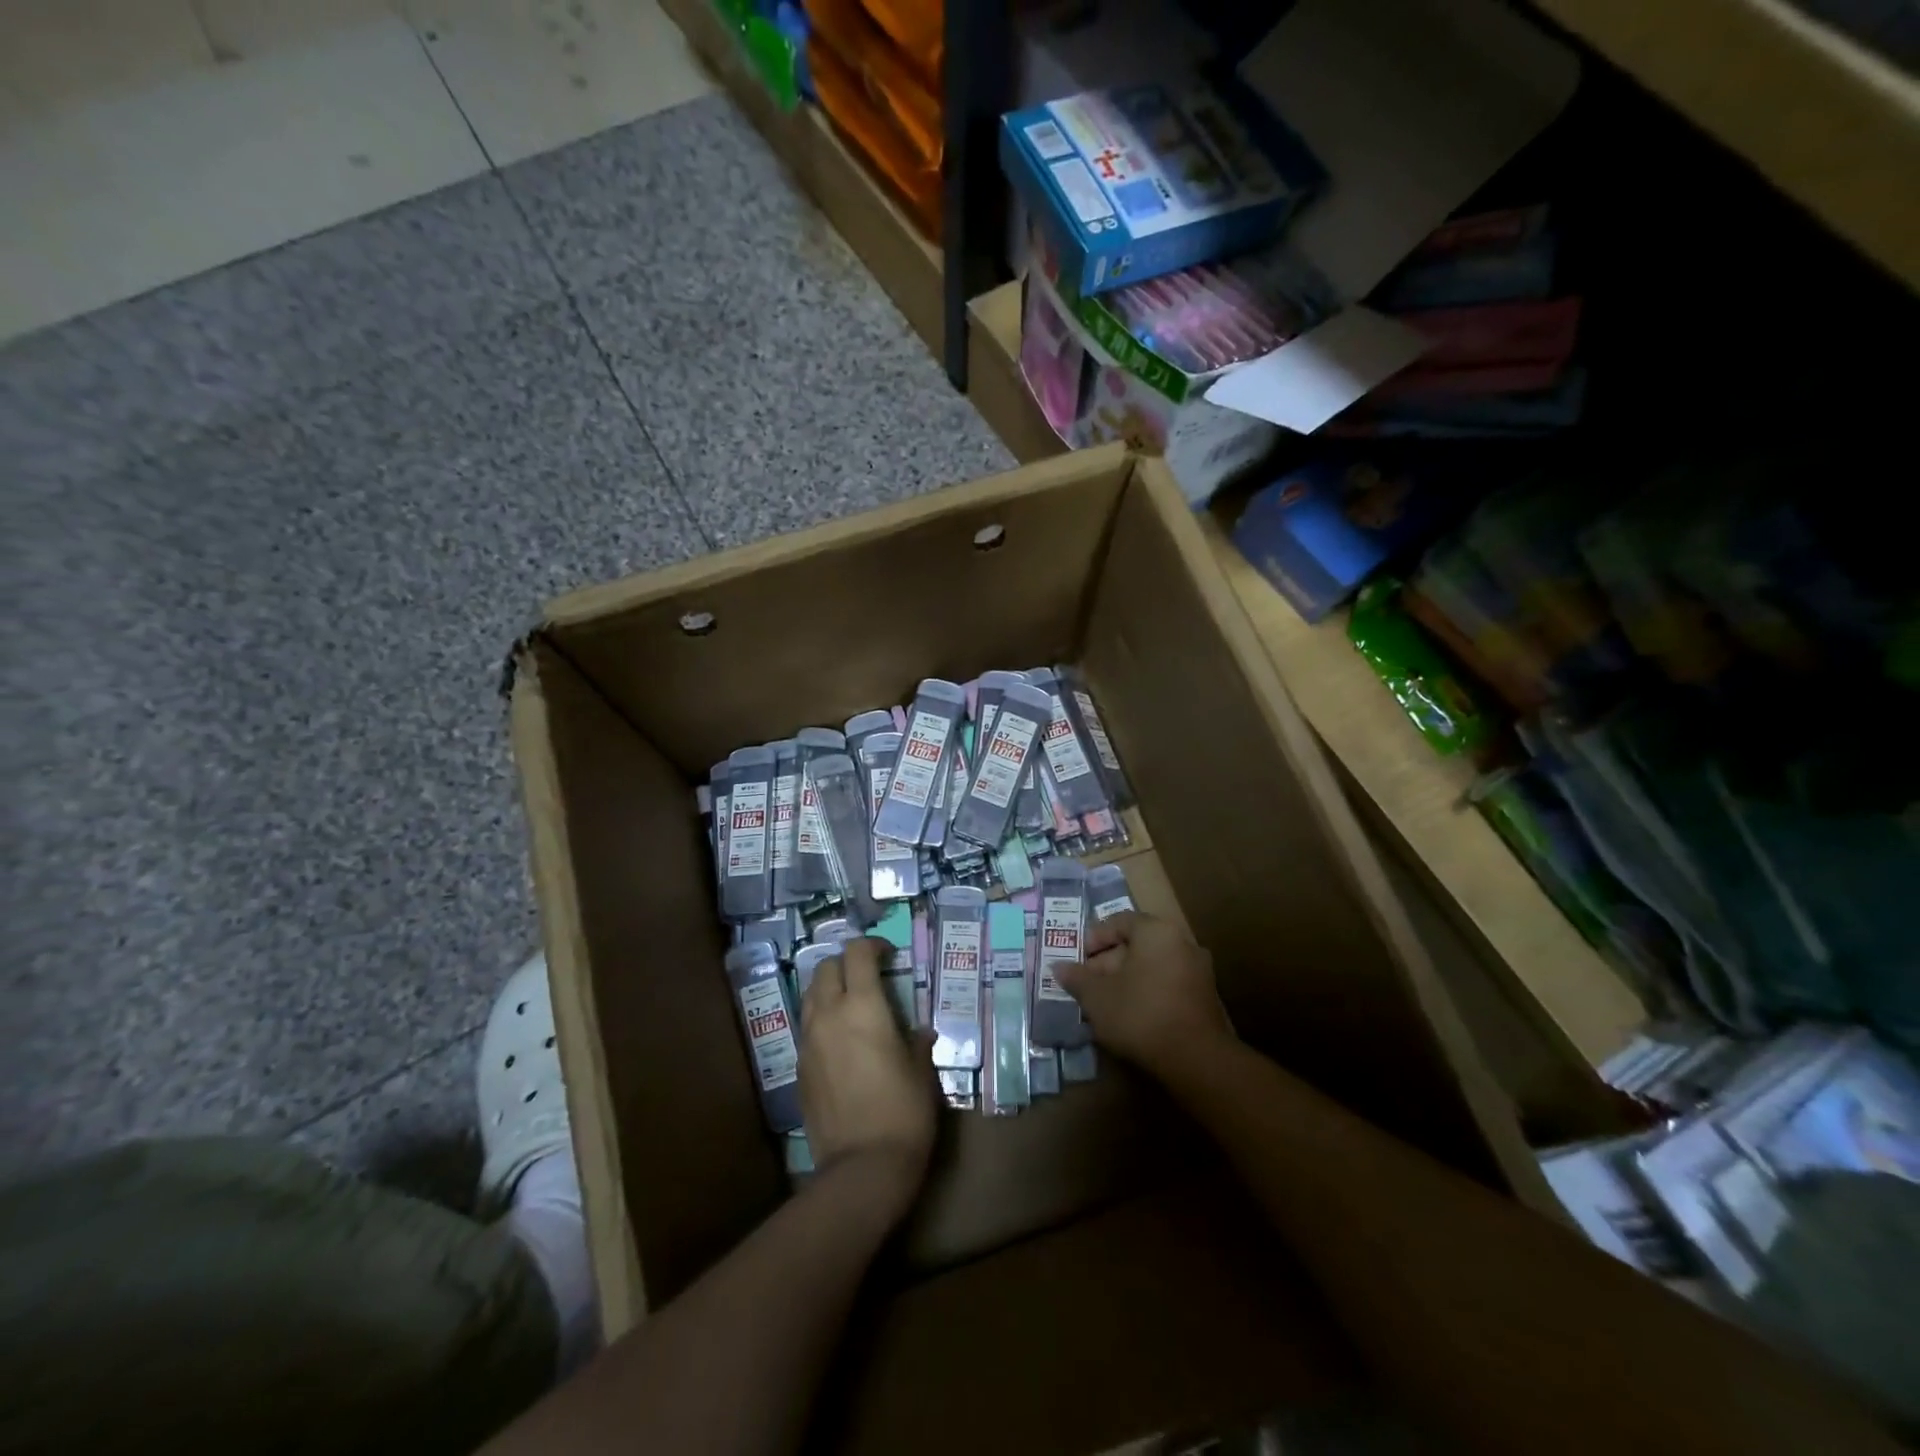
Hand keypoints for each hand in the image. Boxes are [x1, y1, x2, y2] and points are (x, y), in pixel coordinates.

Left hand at [799, 937, 937, 1207]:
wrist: (862, 1167)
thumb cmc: (903, 1112)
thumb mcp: (921, 1072)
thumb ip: (917, 1042)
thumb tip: (920, 1032)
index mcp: (862, 1006)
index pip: (857, 953)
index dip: (873, 946)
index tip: (889, 956)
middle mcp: (828, 1014)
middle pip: (825, 967)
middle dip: (846, 964)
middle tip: (869, 977)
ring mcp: (808, 1041)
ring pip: (810, 995)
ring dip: (829, 989)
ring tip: (852, 1005)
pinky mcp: (798, 1068)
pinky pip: (807, 1028)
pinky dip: (822, 1020)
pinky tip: (841, 1042)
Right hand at [1056, 912, 1234, 1079]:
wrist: (1195, 1059)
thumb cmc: (1140, 1014)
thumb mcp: (1097, 996)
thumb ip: (1076, 978)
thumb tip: (1058, 967)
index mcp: (1156, 931)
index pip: (1118, 922)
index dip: (1093, 938)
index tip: (1076, 959)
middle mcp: (1181, 942)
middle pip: (1136, 944)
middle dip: (1107, 963)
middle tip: (1086, 985)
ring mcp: (1198, 970)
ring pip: (1151, 967)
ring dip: (1125, 980)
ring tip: (1103, 1003)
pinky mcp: (1205, 997)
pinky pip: (1167, 984)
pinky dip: (1146, 993)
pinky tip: (1129, 1015)